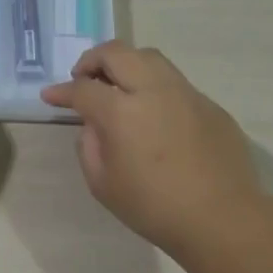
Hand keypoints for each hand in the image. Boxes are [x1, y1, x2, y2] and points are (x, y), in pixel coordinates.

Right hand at [40, 41, 262, 259]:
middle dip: (92, 60)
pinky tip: (154, 115)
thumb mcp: (102, 184)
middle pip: (117, 53)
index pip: (83, 88)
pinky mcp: (210, 105)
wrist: (222, 219)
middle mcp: (153, 91)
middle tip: (83, 79)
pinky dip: (154, 88)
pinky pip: (175, 83)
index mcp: (122, 113)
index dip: (62, 91)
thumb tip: (95, 126)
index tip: (50, 96)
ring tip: (118, 88)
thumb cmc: (154, 207)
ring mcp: (186, 94)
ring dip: (125, 65)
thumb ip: (90, 146)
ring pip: (149, 58)